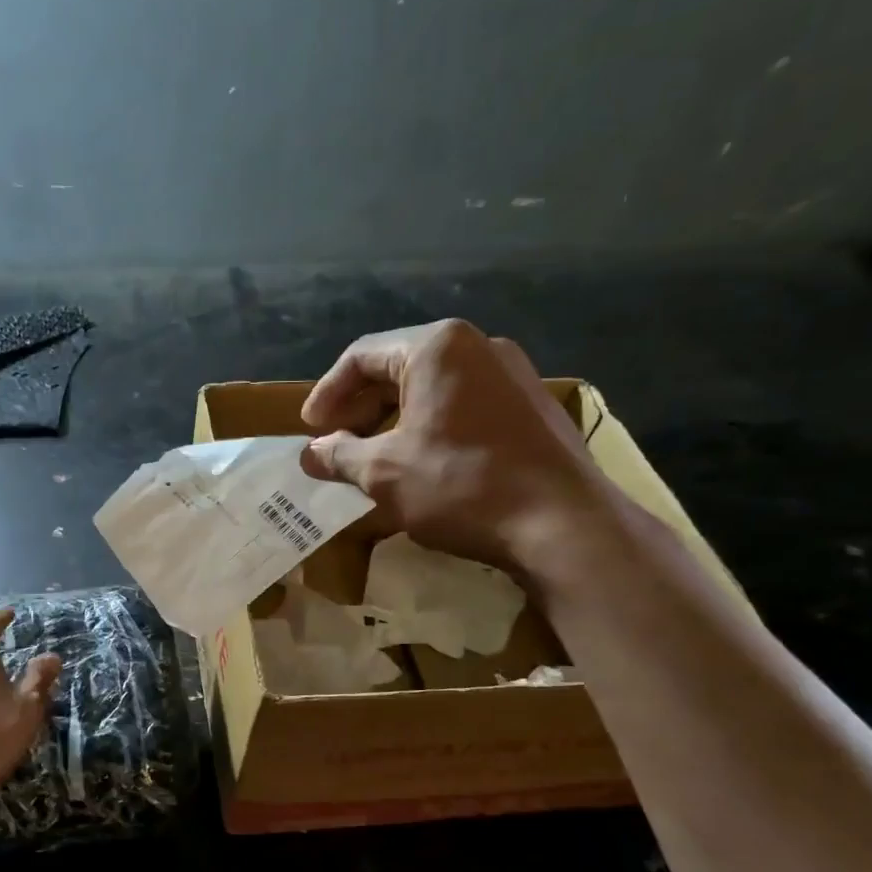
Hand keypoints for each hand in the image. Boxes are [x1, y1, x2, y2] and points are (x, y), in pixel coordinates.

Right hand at [299, 318, 615, 571]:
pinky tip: (420, 467)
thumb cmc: (461, 485)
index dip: (326, 394)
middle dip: (360, 410)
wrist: (563, 524)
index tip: (308, 431)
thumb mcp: (383, 472)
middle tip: (335, 447)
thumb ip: (338, 456)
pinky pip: (463, 408)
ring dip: (392, 423)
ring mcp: (512, 376)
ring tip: (372, 461)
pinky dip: (430, 430)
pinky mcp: (531, 408)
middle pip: (398, 369)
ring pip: (432, 391)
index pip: (361, 357)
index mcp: (436, 348)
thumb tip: (310, 454)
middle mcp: (477, 347)